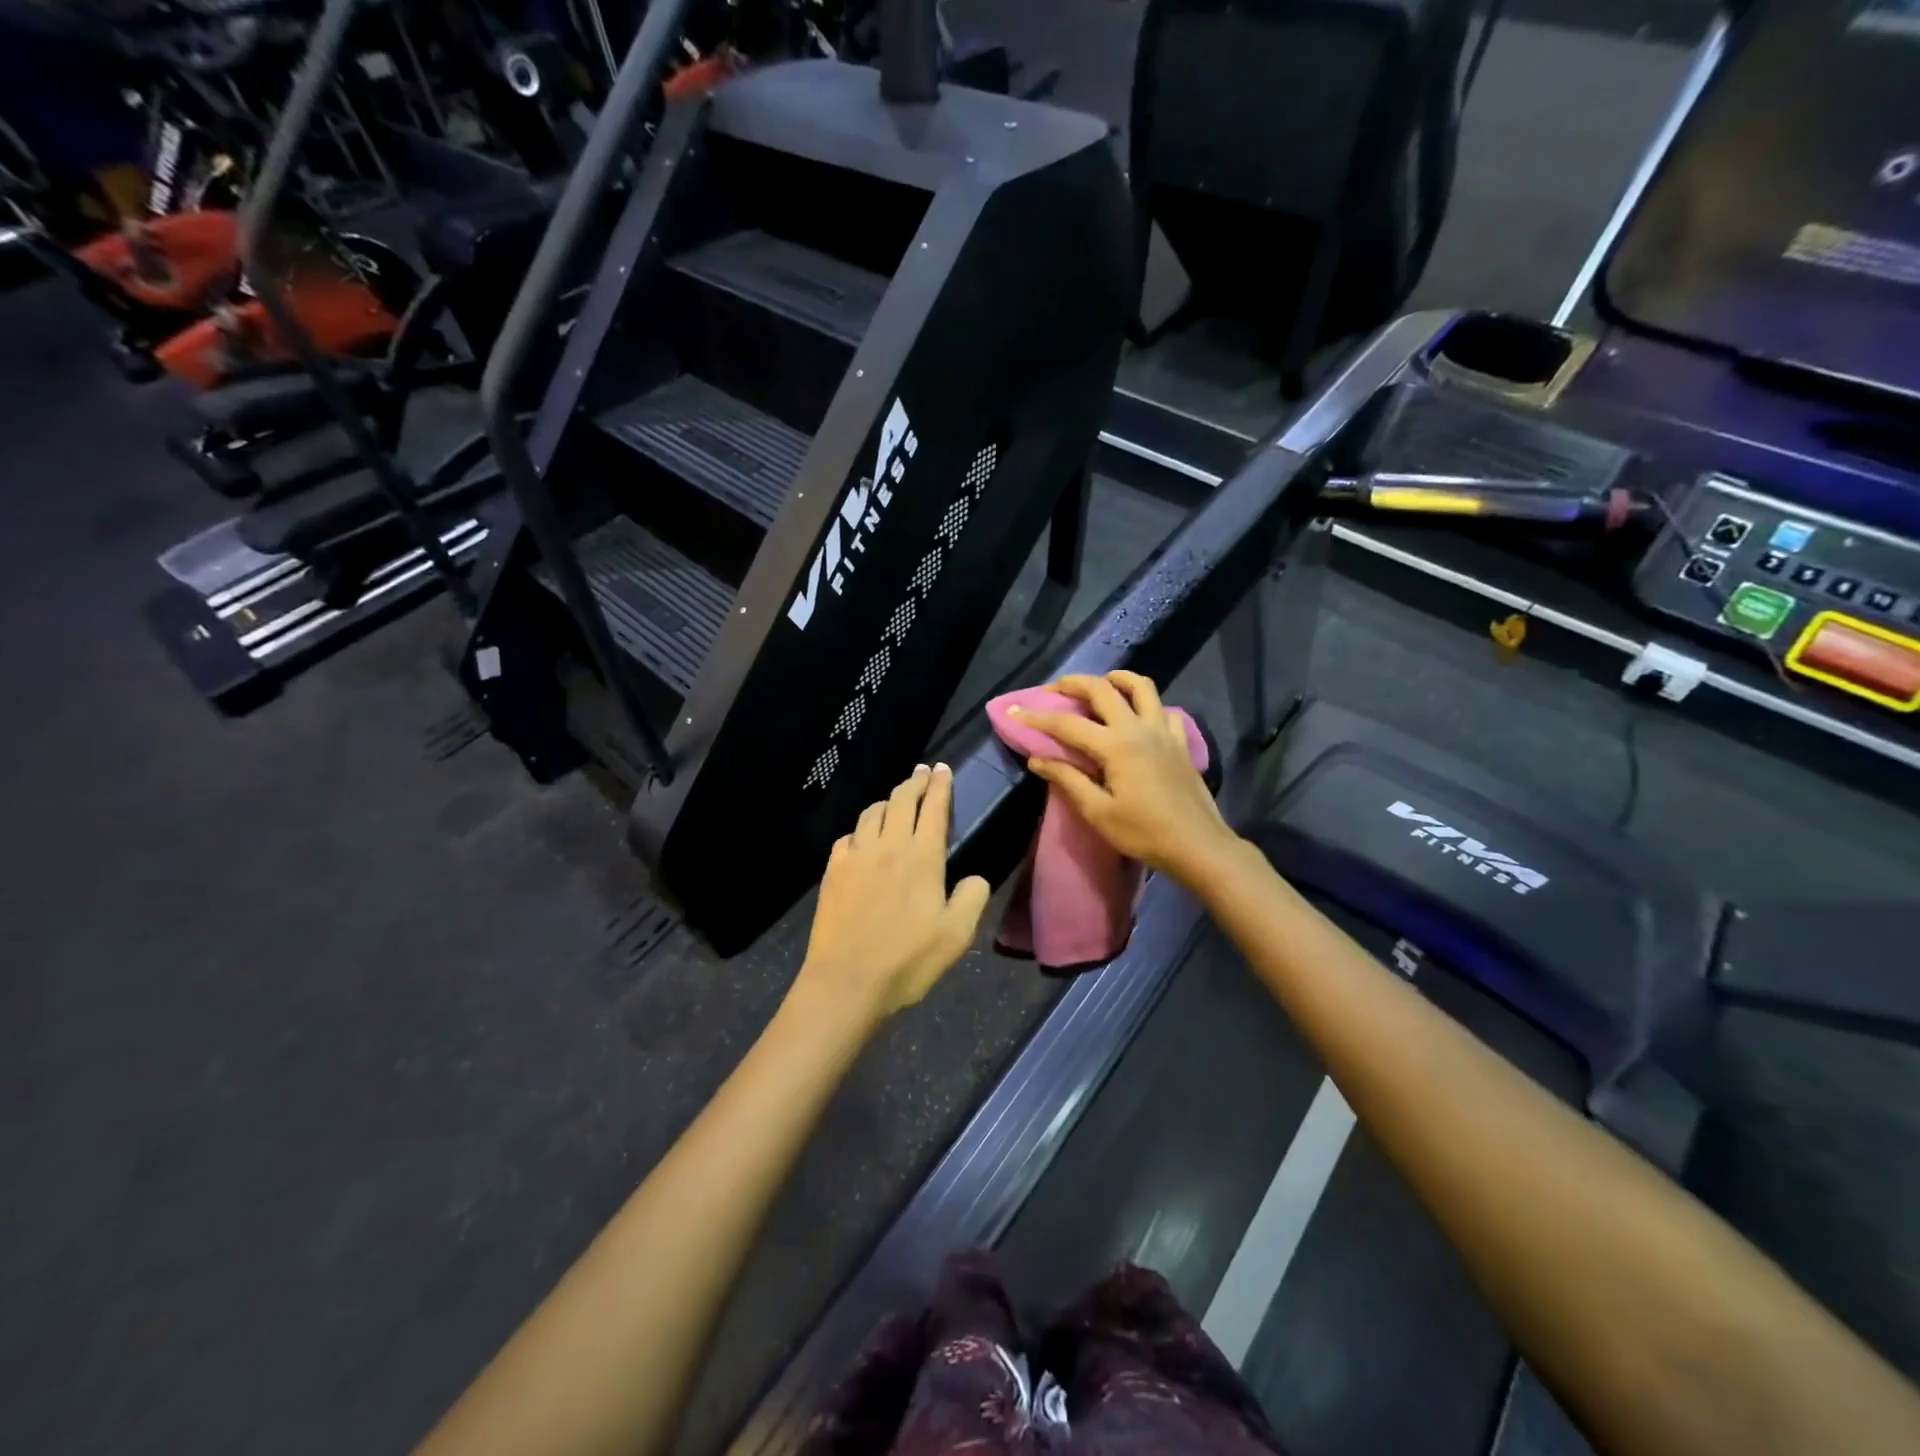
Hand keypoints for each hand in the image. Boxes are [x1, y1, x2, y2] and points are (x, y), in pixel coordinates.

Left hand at [794, 764, 991, 1026]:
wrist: (846, 982)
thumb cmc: (907, 961)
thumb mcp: (957, 936)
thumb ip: (973, 898)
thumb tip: (974, 877)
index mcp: (922, 857)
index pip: (933, 808)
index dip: (940, 785)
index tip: (942, 769)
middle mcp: (888, 846)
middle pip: (901, 800)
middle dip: (915, 781)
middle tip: (923, 772)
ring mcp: (856, 856)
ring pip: (871, 813)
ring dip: (887, 800)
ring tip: (895, 800)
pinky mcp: (832, 871)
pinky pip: (848, 836)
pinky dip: (861, 829)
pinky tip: (863, 838)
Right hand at [1010, 672, 1239, 882]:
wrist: (1197, 845)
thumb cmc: (1144, 833)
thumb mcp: (1098, 812)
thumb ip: (1068, 780)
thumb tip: (1037, 759)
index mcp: (1115, 745)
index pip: (1067, 724)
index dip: (1038, 717)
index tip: (1015, 711)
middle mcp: (1138, 728)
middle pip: (1103, 689)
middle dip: (1074, 683)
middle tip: (1055, 689)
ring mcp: (1163, 731)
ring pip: (1141, 686)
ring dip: (1117, 679)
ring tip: (1101, 686)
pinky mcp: (1180, 742)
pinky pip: (1164, 710)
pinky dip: (1148, 705)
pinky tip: (1139, 718)